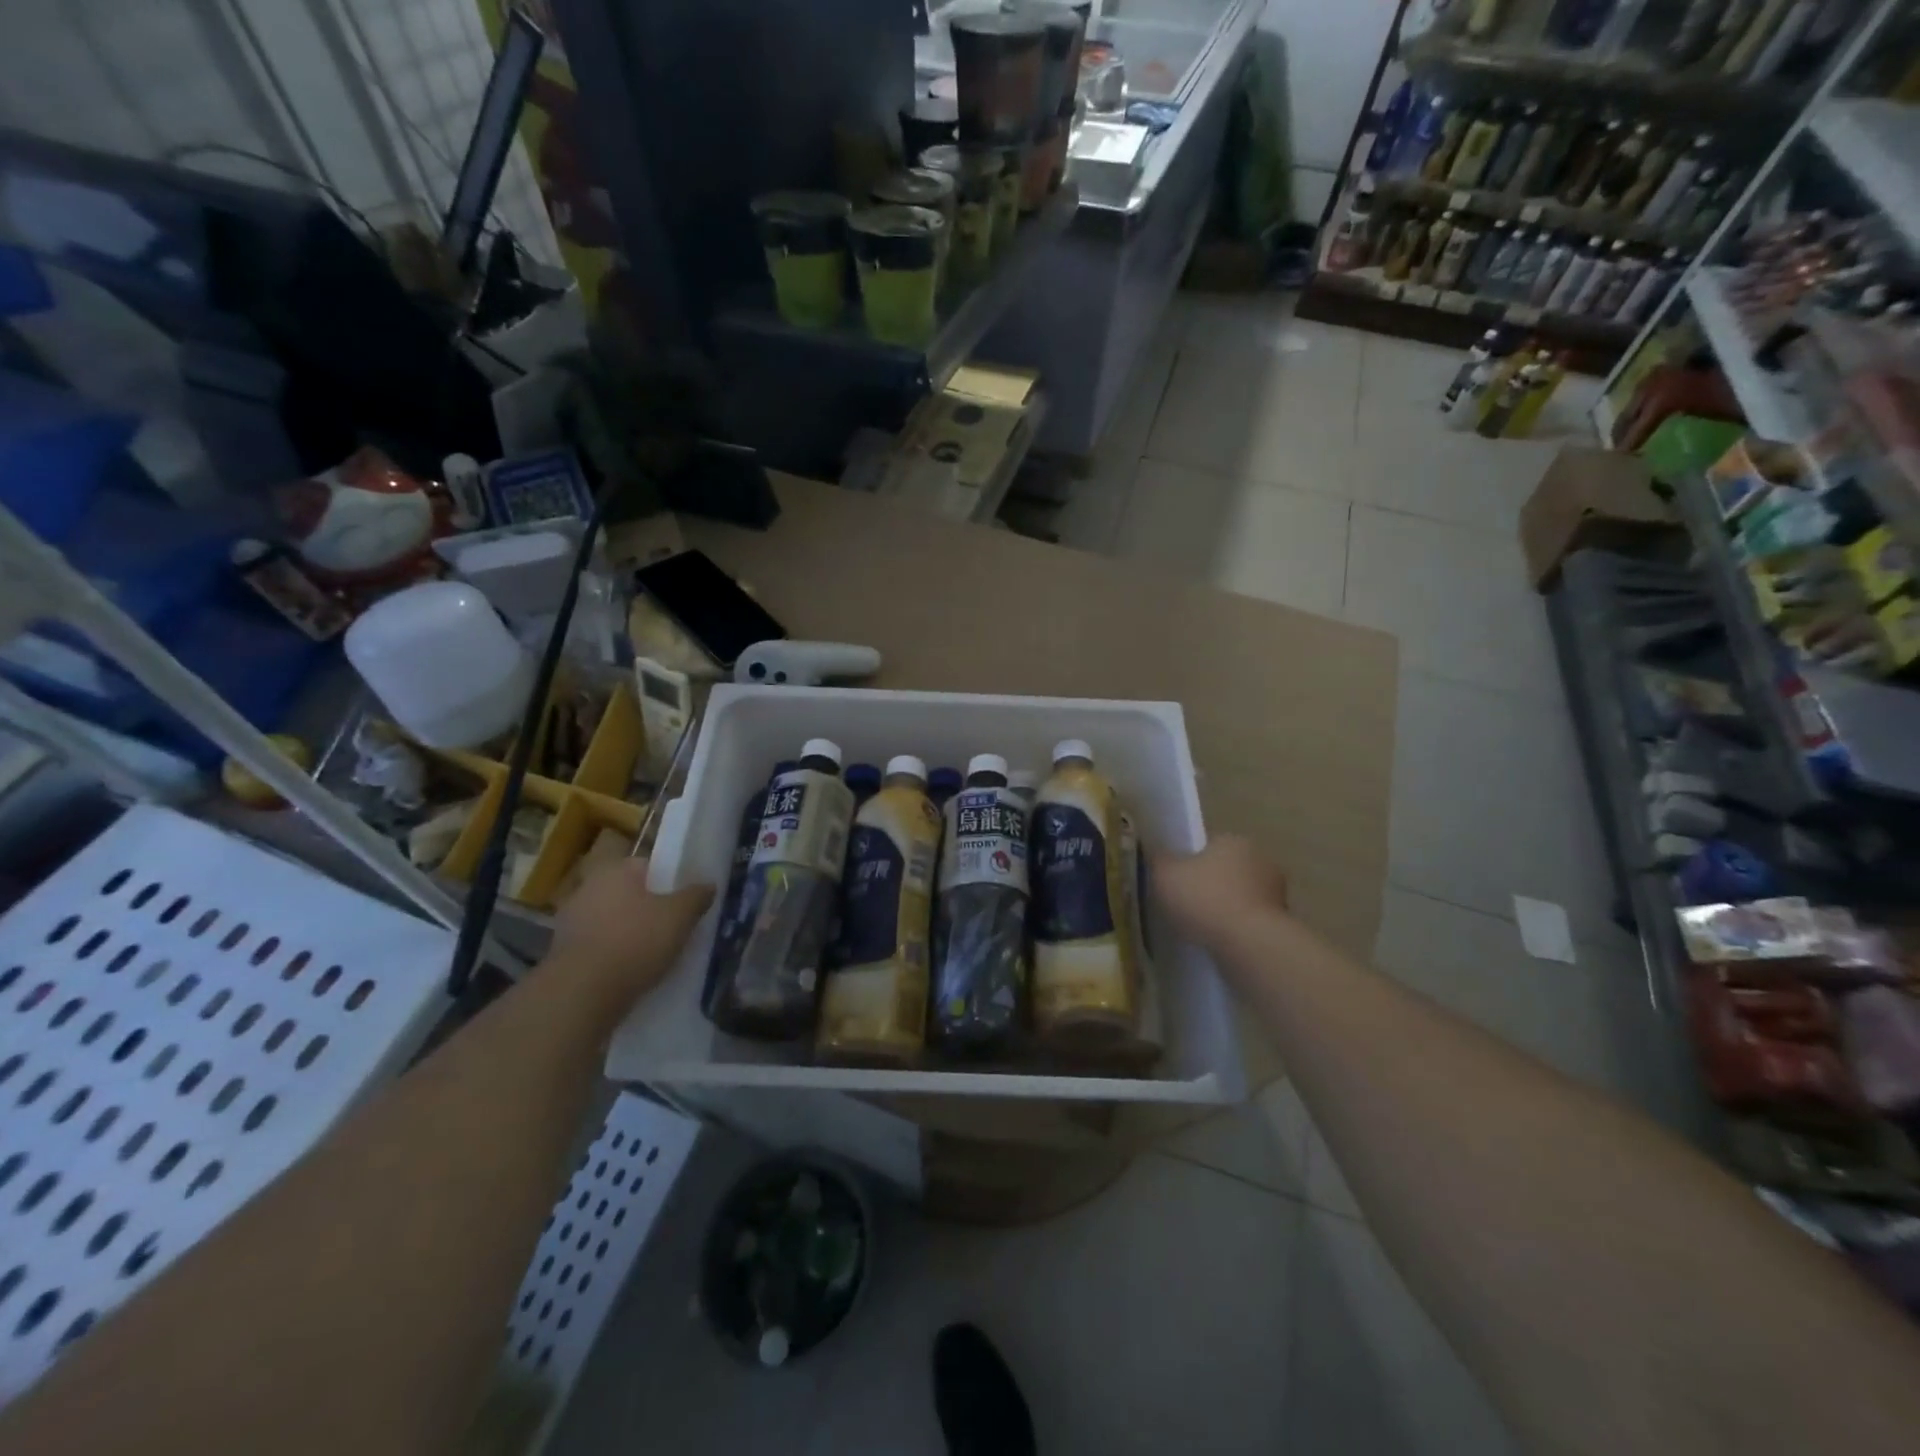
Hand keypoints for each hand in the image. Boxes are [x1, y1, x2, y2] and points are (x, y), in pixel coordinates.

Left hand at [548, 857, 713, 1006]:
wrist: (582, 993)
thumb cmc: (636, 941)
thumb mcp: (680, 916)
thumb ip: (696, 896)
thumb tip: (708, 884)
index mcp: (615, 870)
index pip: (646, 865)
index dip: (667, 881)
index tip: (682, 901)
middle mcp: (587, 887)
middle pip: (627, 893)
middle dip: (647, 907)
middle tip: (672, 927)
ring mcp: (570, 920)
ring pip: (611, 920)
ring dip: (628, 931)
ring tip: (654, 953)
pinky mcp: (561, 952)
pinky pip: (598, 945)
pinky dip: (613, 953)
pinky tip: (630, 970)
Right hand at [1151, 835, 1288, 950]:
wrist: (1249, 943)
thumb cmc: (1204, 898)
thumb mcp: (1165, 875)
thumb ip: (1159, 861)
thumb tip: (1158, 855)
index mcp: (1232, 839)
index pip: (1208, 845)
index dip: (1190, 863)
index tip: (1177, 882)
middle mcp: (1260, 858)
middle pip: (1226, 869)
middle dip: (1211, 884)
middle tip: (1187, 905)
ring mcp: (1276, 890)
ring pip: (1240, 895)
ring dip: (1226, 907)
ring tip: (1202, 928)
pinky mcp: (1283, 920)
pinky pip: (1250, 919)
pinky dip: (1237, 927)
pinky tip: (1220, 941)